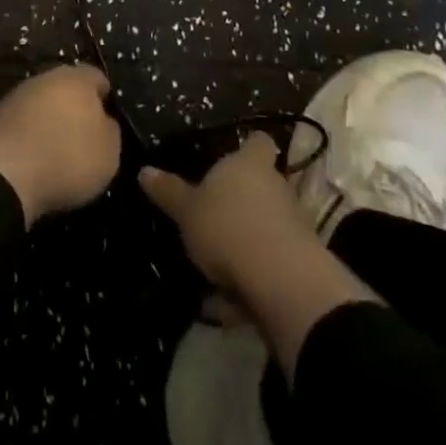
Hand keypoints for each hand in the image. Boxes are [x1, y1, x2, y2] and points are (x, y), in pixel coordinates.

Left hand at [0, 64, 121, 224]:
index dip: (105, 98)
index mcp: (77, 78)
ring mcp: (18, 95)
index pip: (97, 78)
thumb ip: (109, 130)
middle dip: (76, 107)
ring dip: (51, 120)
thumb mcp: (108, 152)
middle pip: (67, 87)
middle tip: (84, 136)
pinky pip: (24, 122)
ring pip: (43, 103)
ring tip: (59, 150)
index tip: (109, 121)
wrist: (4, 173)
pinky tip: (36, 157)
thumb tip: (103, 121)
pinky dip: (31, 135)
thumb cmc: (67, 157)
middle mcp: (46, 77)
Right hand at [142, 134, 376, 372]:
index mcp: (250, 164)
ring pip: (266, 226)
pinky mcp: (301, 263)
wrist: (283, 282)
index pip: (258, 141)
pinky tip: (227, 302)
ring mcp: (294, 225)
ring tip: (214, 266)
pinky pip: (270, 263)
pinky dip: (251, 278)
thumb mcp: (187, 210)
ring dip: (245, 242)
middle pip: (262, 185)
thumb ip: (168, 191)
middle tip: (212, 214)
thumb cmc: (229, 226)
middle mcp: (277, 186)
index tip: (234, 155)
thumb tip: (144, 170)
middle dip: (241, 200)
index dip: (248, 147)